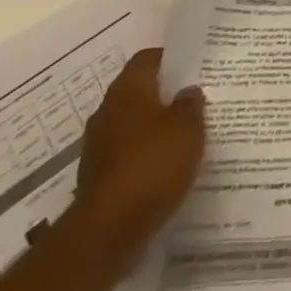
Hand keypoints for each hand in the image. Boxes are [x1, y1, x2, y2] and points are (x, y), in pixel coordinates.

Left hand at [73, 48, 206, 263]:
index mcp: (128, 90)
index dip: (169, 58)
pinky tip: (166, 168)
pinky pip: (126, 156)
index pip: (147, 59)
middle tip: (193, 100)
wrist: (107, 232)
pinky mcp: (97, 179)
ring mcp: (97, 148)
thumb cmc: (152, 164)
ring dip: (153, 129)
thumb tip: (187, 92)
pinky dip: (144, 157)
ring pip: (131, 126)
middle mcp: (107, 113)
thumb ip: (190, 105)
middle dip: (163, 96)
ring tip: (184, 136)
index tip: (192, 65)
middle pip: (138, 93)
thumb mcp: (188, 127)